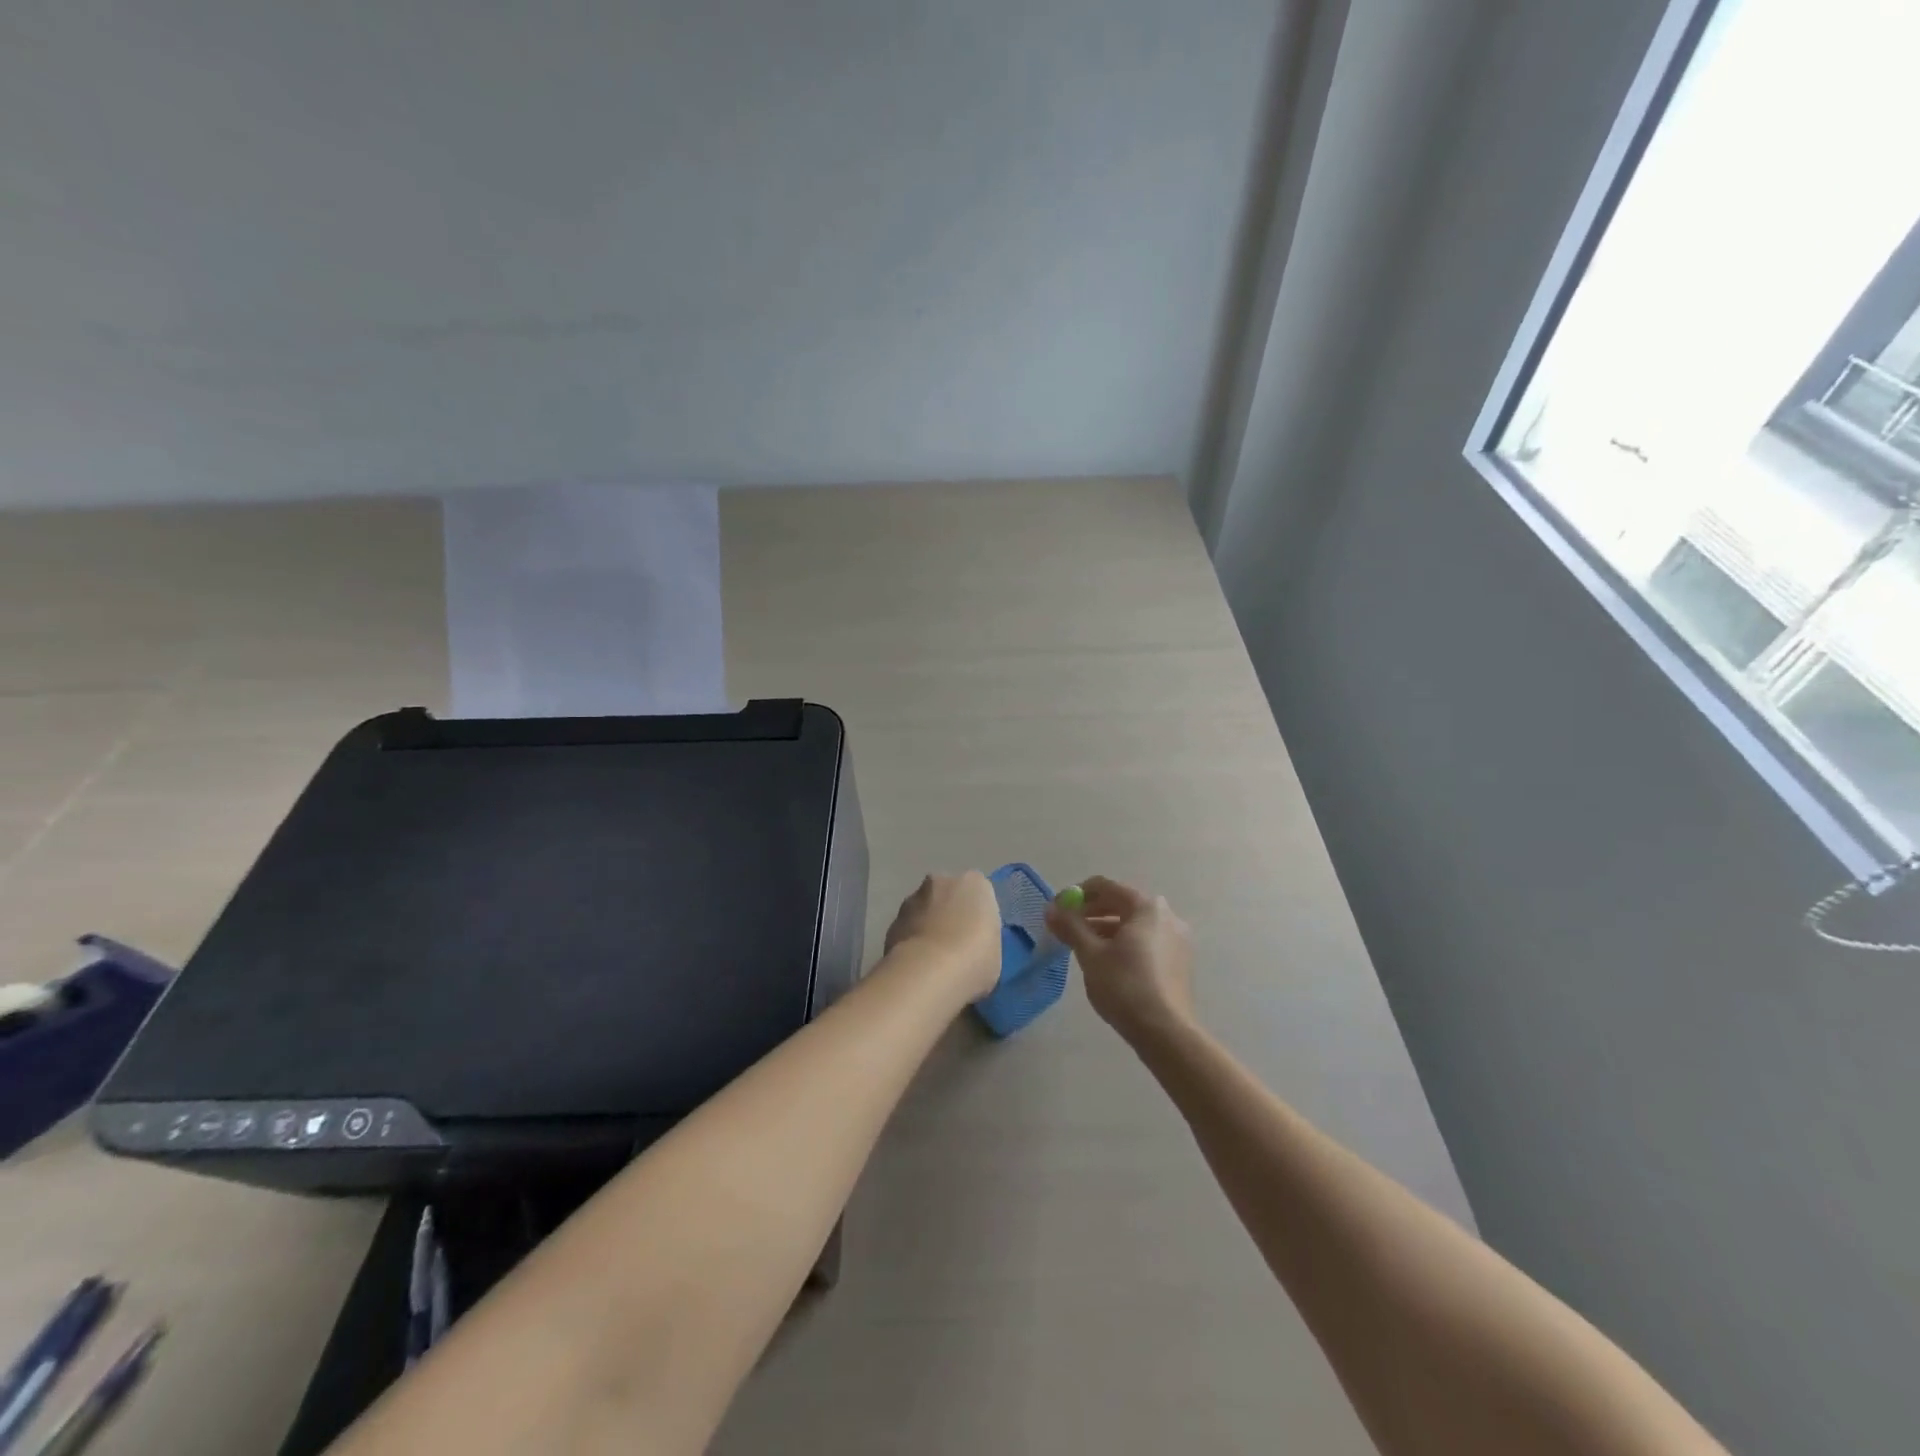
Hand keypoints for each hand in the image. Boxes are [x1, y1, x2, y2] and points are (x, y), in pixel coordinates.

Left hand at [884, 871, 1002, 998]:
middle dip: (949, 913)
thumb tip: (971, 944)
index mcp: (975, 883)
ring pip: (923, 910)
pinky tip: (916, 966)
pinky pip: (907, 929)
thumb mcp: (995, 951)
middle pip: (947, 895)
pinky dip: (911, 941)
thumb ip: (983, 938)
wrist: (928, 973)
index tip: (977, 937)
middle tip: (955, 945)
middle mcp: (941, 881)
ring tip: (933, 959)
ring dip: (927, 926)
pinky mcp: (892, 921)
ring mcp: (912, 899)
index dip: (977, 915)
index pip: (978, 893)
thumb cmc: (975, 959)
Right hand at [1045, 875, 1195, 1046]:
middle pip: (1120, 903)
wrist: (1166, 1032)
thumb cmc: (1125, 986)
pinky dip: (1123, 943)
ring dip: (1105, 929)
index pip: (1104, 886)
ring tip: (1081, 946)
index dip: (1076, 895)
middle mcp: (1166, 915)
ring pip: (1133, 924)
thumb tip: (1051, 909)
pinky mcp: (1179, 960)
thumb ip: (1070, 926)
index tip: (1056, 910)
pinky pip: (1145, 940)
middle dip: (1090, 912)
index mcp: (1146, 906)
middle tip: (1065, 927)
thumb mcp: (1091, 954)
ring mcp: (1177, 938)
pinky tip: (1107, 962)